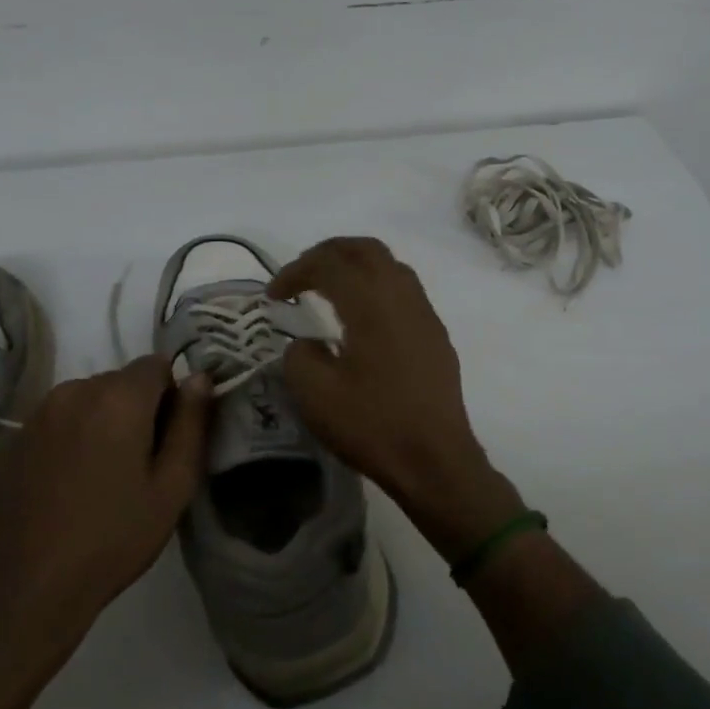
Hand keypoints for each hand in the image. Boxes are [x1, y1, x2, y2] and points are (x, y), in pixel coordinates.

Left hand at [0, 355, 213, 617]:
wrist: (28, 587)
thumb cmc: (114, 537)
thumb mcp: (173, 486)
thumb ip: (192, 423)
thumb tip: (200, 378)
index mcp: (119, 397)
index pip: (158, 364)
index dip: (171, 396)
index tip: (167, 438)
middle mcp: (75, 390)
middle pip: (120, 381)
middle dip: (136, 409)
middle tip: (138, 464)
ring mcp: (38, 414)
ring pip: (86, 400)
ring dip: (101, 421)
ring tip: (100, 476)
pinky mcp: (12, 440)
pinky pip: (56, 422)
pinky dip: (69, 438)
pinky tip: (66, 485)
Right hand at [269, 237, 524, 561]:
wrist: (436, 459)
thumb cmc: (373, 425)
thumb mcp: (315, 394)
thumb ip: (300, 355)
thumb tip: (308, 343)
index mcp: (371, 302)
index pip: (329, 264)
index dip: (295, 271)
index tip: (273, 296)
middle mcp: (402, 295)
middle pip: (365, 249)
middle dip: (328, 253)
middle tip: (301, 274)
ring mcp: (424, 313)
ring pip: (389, 265)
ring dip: (356, 265)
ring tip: (329, 288)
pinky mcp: (435, 334)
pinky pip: (404, 289)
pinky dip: (376, 285)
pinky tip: (362, 316)